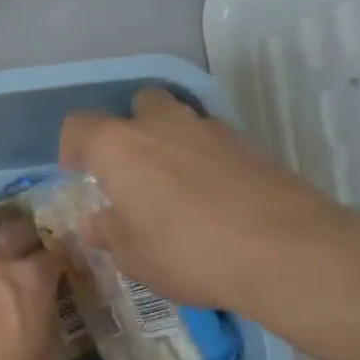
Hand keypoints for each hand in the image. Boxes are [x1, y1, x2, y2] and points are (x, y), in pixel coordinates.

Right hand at [60, 87, 359, 318]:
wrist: (287, 251)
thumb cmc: (188, 252)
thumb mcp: (133, 256)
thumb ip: (108, 232)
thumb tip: (96, 223)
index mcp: (119, 146)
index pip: (79, 125)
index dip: (72, 147)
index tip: (78, 173)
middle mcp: (162, 125)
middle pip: (139, 104)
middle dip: (130, 128)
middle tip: (132, 170)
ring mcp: (211, 130)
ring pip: (181, 117)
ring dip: (171, 139)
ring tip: (175, 184)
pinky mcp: (252, 144)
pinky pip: (215, 141)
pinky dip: (206, 158)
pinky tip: (214, 195)